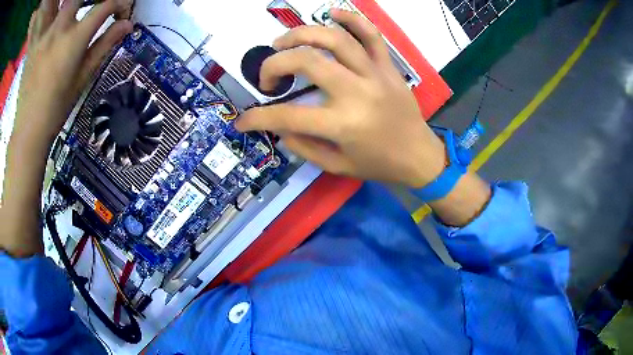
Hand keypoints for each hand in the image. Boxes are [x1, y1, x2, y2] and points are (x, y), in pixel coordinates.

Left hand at [14, 0, 132, 145]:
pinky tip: (53, 41)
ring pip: (63, 8)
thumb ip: (104, 45)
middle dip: (91, 0)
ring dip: (71, 10)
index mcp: (74, 39)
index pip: (105, 6)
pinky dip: (54, 25)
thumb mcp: (83, 77)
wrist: (28, 131)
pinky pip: (47, 24)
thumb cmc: (57, 109)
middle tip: (94, 11)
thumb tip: (126, 25)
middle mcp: (59, 30)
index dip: (119, 4)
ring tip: (71, 26)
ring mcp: (44, 36)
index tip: (121, 14)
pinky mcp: (33, 45)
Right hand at [236, 9, 445, 187]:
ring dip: (301, 35)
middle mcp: (356, 92)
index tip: (243, 121)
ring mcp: (374, 74)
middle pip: (307, 61)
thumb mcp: (337, 166)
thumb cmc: (379, 165)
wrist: (420, 156)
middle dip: (275, 64)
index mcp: (342, 124)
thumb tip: (278, 126)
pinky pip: (371, 34)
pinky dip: (351, 19)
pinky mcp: (387, 66)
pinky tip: (332, 13)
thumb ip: (303, 146)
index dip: (257, 118)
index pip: (287, 116)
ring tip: (283, 42)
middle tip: (267, 76)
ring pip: (335, 39)